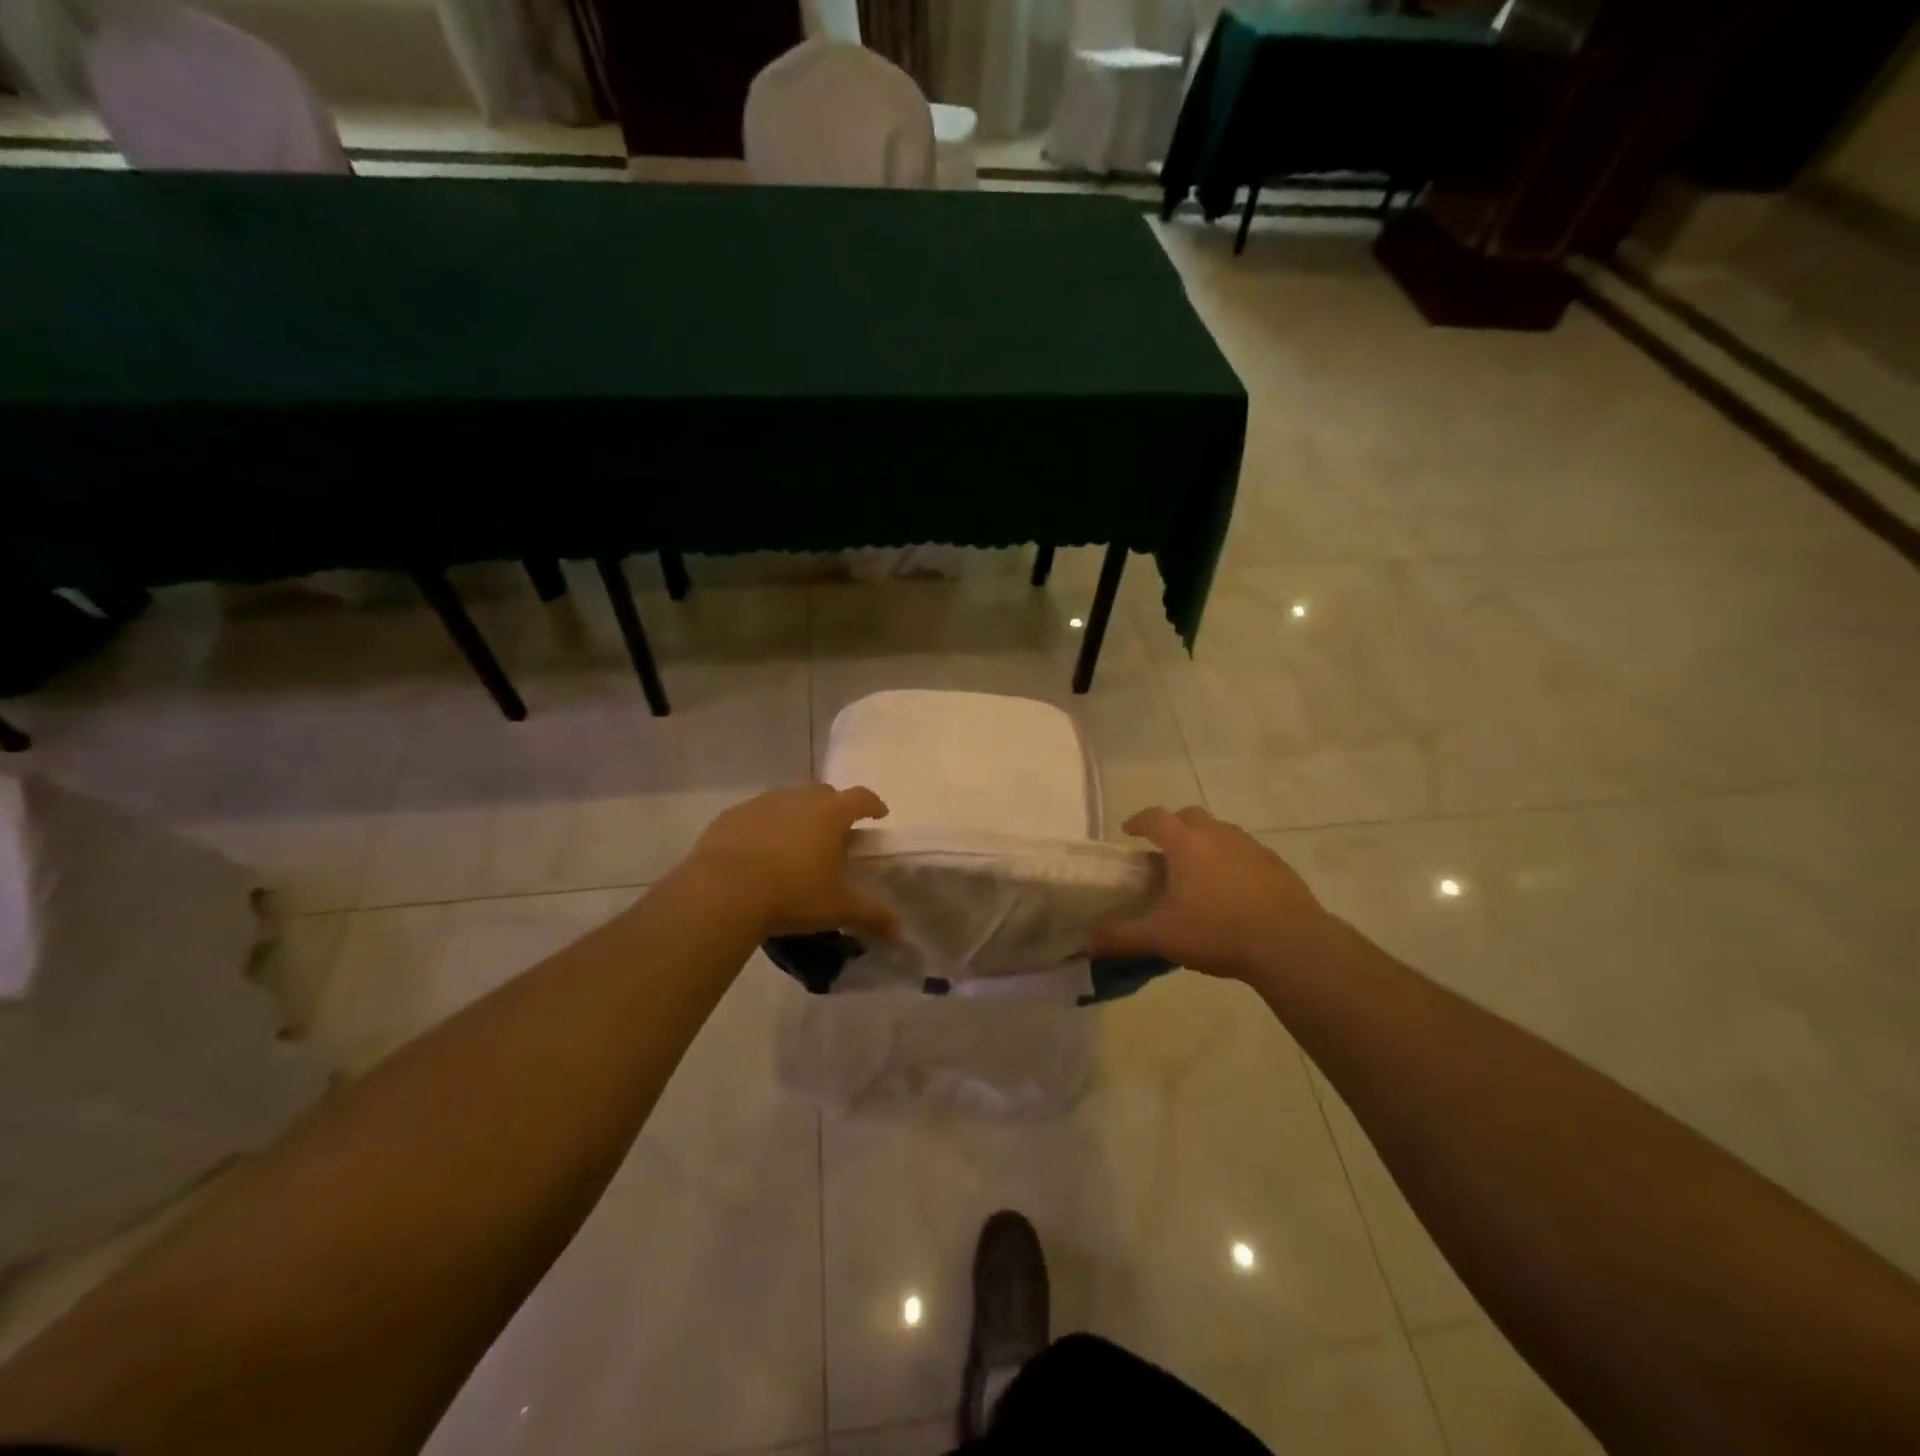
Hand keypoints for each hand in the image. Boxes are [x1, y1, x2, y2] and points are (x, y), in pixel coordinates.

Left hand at [683, 785, 898, 940]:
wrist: (723, 891)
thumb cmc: (792, 894)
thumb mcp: (838, 908)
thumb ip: (872, 915)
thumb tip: (900, 931)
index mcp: (831, 814)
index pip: (861, 798)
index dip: (873, 805)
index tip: (878, 815)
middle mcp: (799, 799)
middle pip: (824, 793)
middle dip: (833, 808)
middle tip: (834, 834)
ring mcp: (762, 803)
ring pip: (788, 800)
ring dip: (797, 816)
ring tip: (795, 844)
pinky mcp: (731, 816)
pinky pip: (755, 815)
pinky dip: (764, 827)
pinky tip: (759, 852)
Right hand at [1091, 806, 1338, 981]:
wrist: (1290, 944)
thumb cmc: (1218, 932)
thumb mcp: (1163, 937)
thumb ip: (1122, 937)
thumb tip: (1086, 942)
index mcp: (1187, 844)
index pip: (1155, 818)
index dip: (1138, 821)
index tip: (1129, 832)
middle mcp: (1218, 835)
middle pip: (1190, 816)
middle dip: (1173, 826)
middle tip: (1164, 852)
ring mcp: (1251, 846)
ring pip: (1220, 831)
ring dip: (1204, 842)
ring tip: (1197, 873)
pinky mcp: (1276, 864)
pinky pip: (1245, 851)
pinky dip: (1231, 860)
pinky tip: (1232, 890)